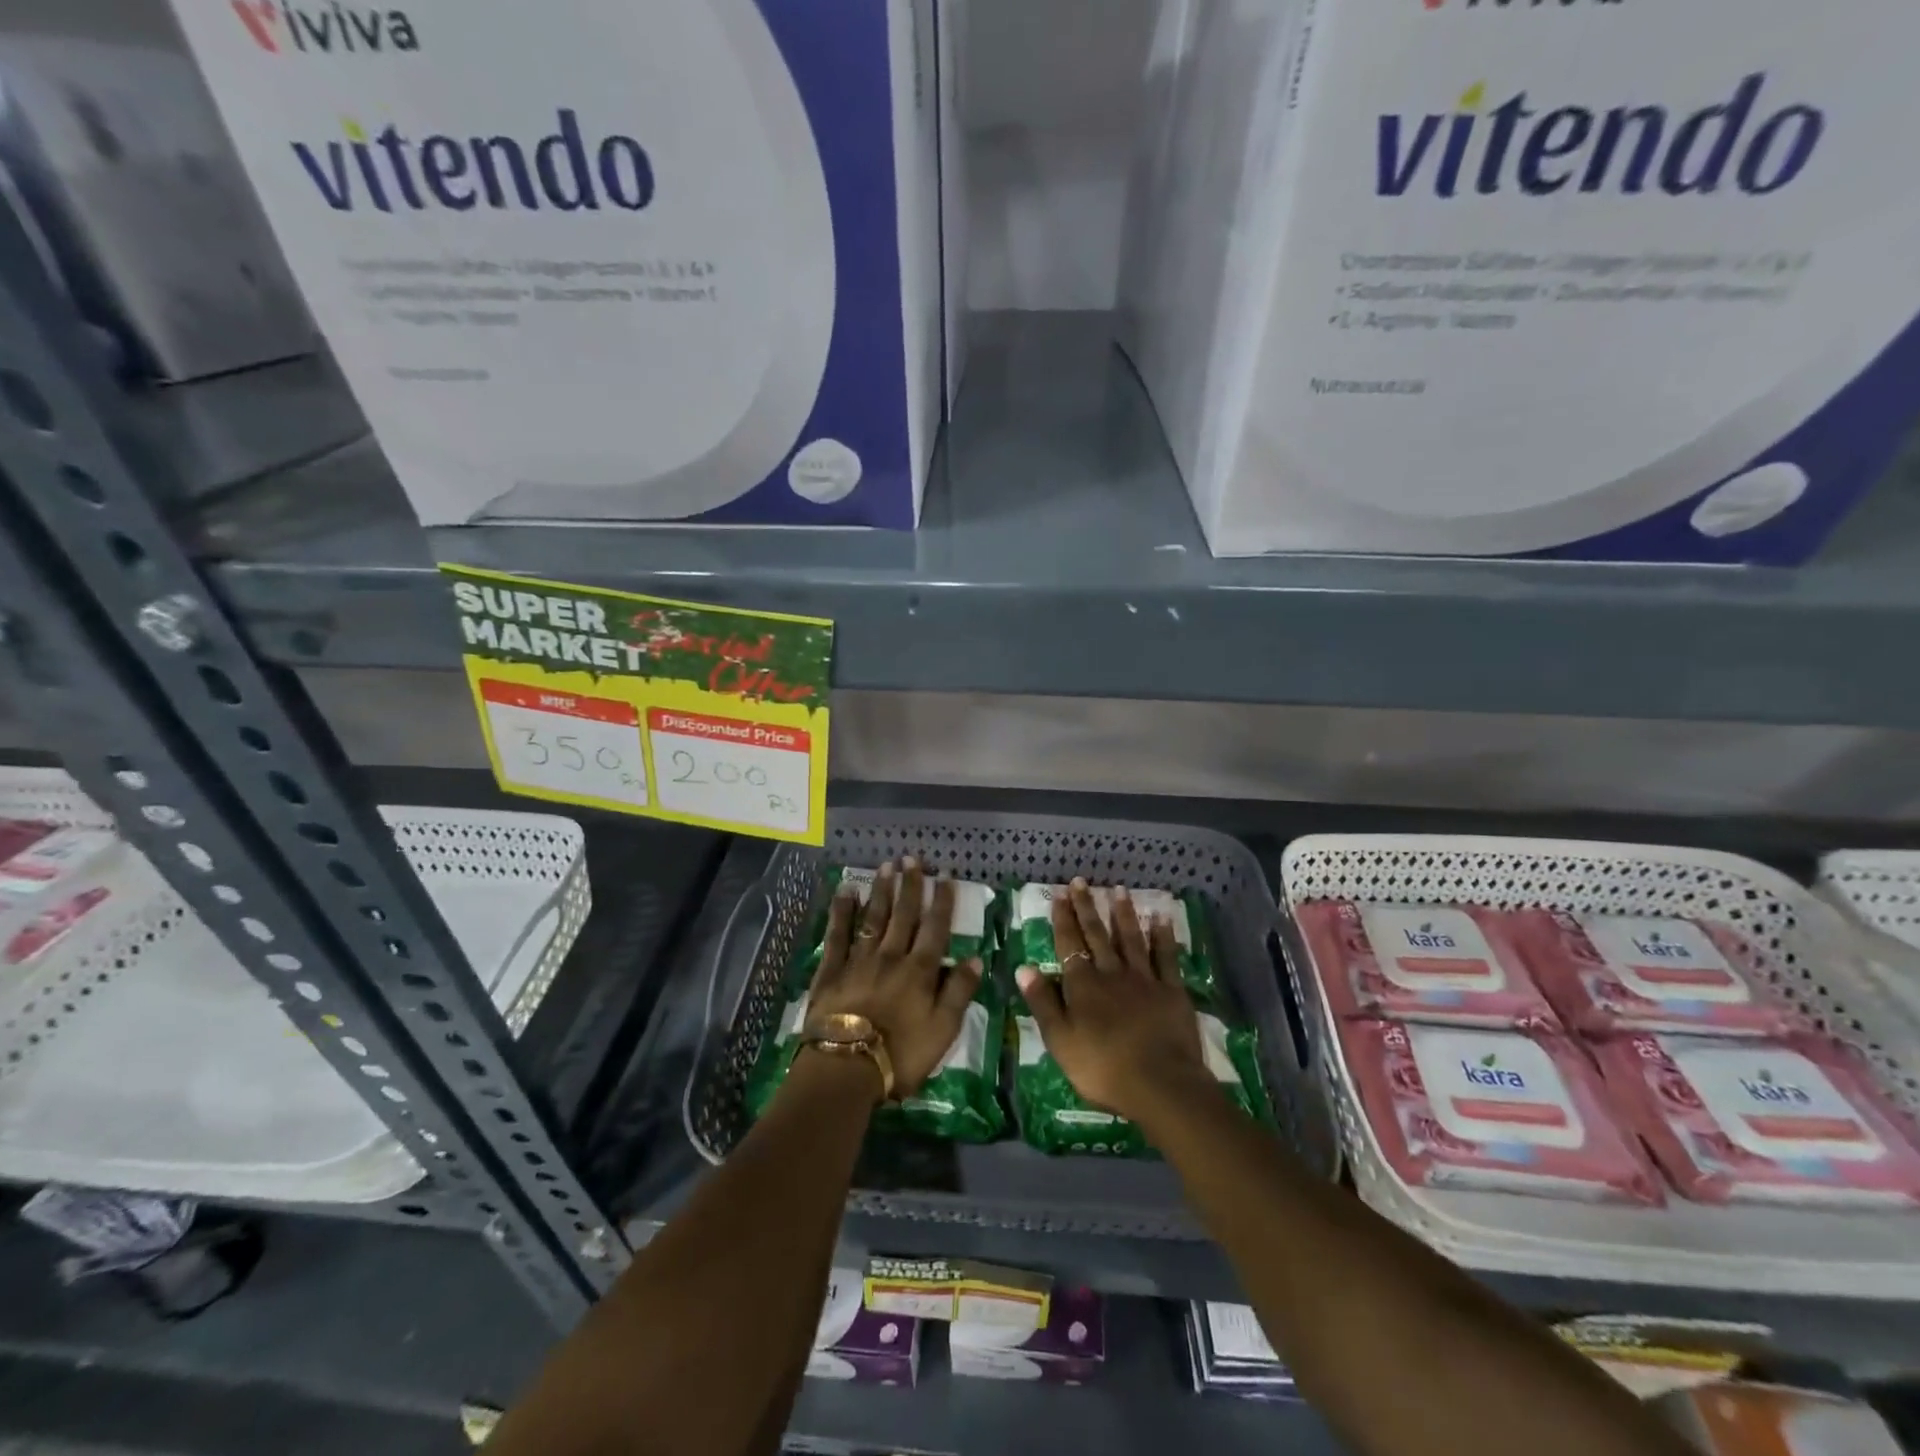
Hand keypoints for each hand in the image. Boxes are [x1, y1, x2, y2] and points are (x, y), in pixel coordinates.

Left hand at [804, 859, 981, 1101]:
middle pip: (904, 914)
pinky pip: (838, 933)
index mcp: (920, 970)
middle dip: (910, 885)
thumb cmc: (901, 1054)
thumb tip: (975, 958)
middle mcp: (891, 956)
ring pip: (873, 917)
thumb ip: (959, 992)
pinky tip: (846, 891)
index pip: (935, 928)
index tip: (945, 875)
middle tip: (912, 858)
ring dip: (881, 890)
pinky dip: (842, 911)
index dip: (942, 900)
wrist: (846, 1068)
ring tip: (886, 866)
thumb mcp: (944, 1030)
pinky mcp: (832, 969)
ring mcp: (859, 960)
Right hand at [1016, 879, 1210, 1123]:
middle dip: (1087, 907)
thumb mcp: (1060, 1041)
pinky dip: (1163, 936)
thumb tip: (1024, 968)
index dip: (1063, 919)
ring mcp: (1144, 979)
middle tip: (1081, 881)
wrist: (1160, 1084)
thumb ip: (1043, 1003)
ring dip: (1123, 913)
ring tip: (1118, 889)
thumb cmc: (1102, 1068)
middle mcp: (1112, 973)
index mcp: (1083, 985)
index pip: (1069, 944)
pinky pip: (1166, 957)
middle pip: (1097, 935)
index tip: (1059, 894)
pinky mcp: (1172, 990)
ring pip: (1131, 938)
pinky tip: (1160, 918)